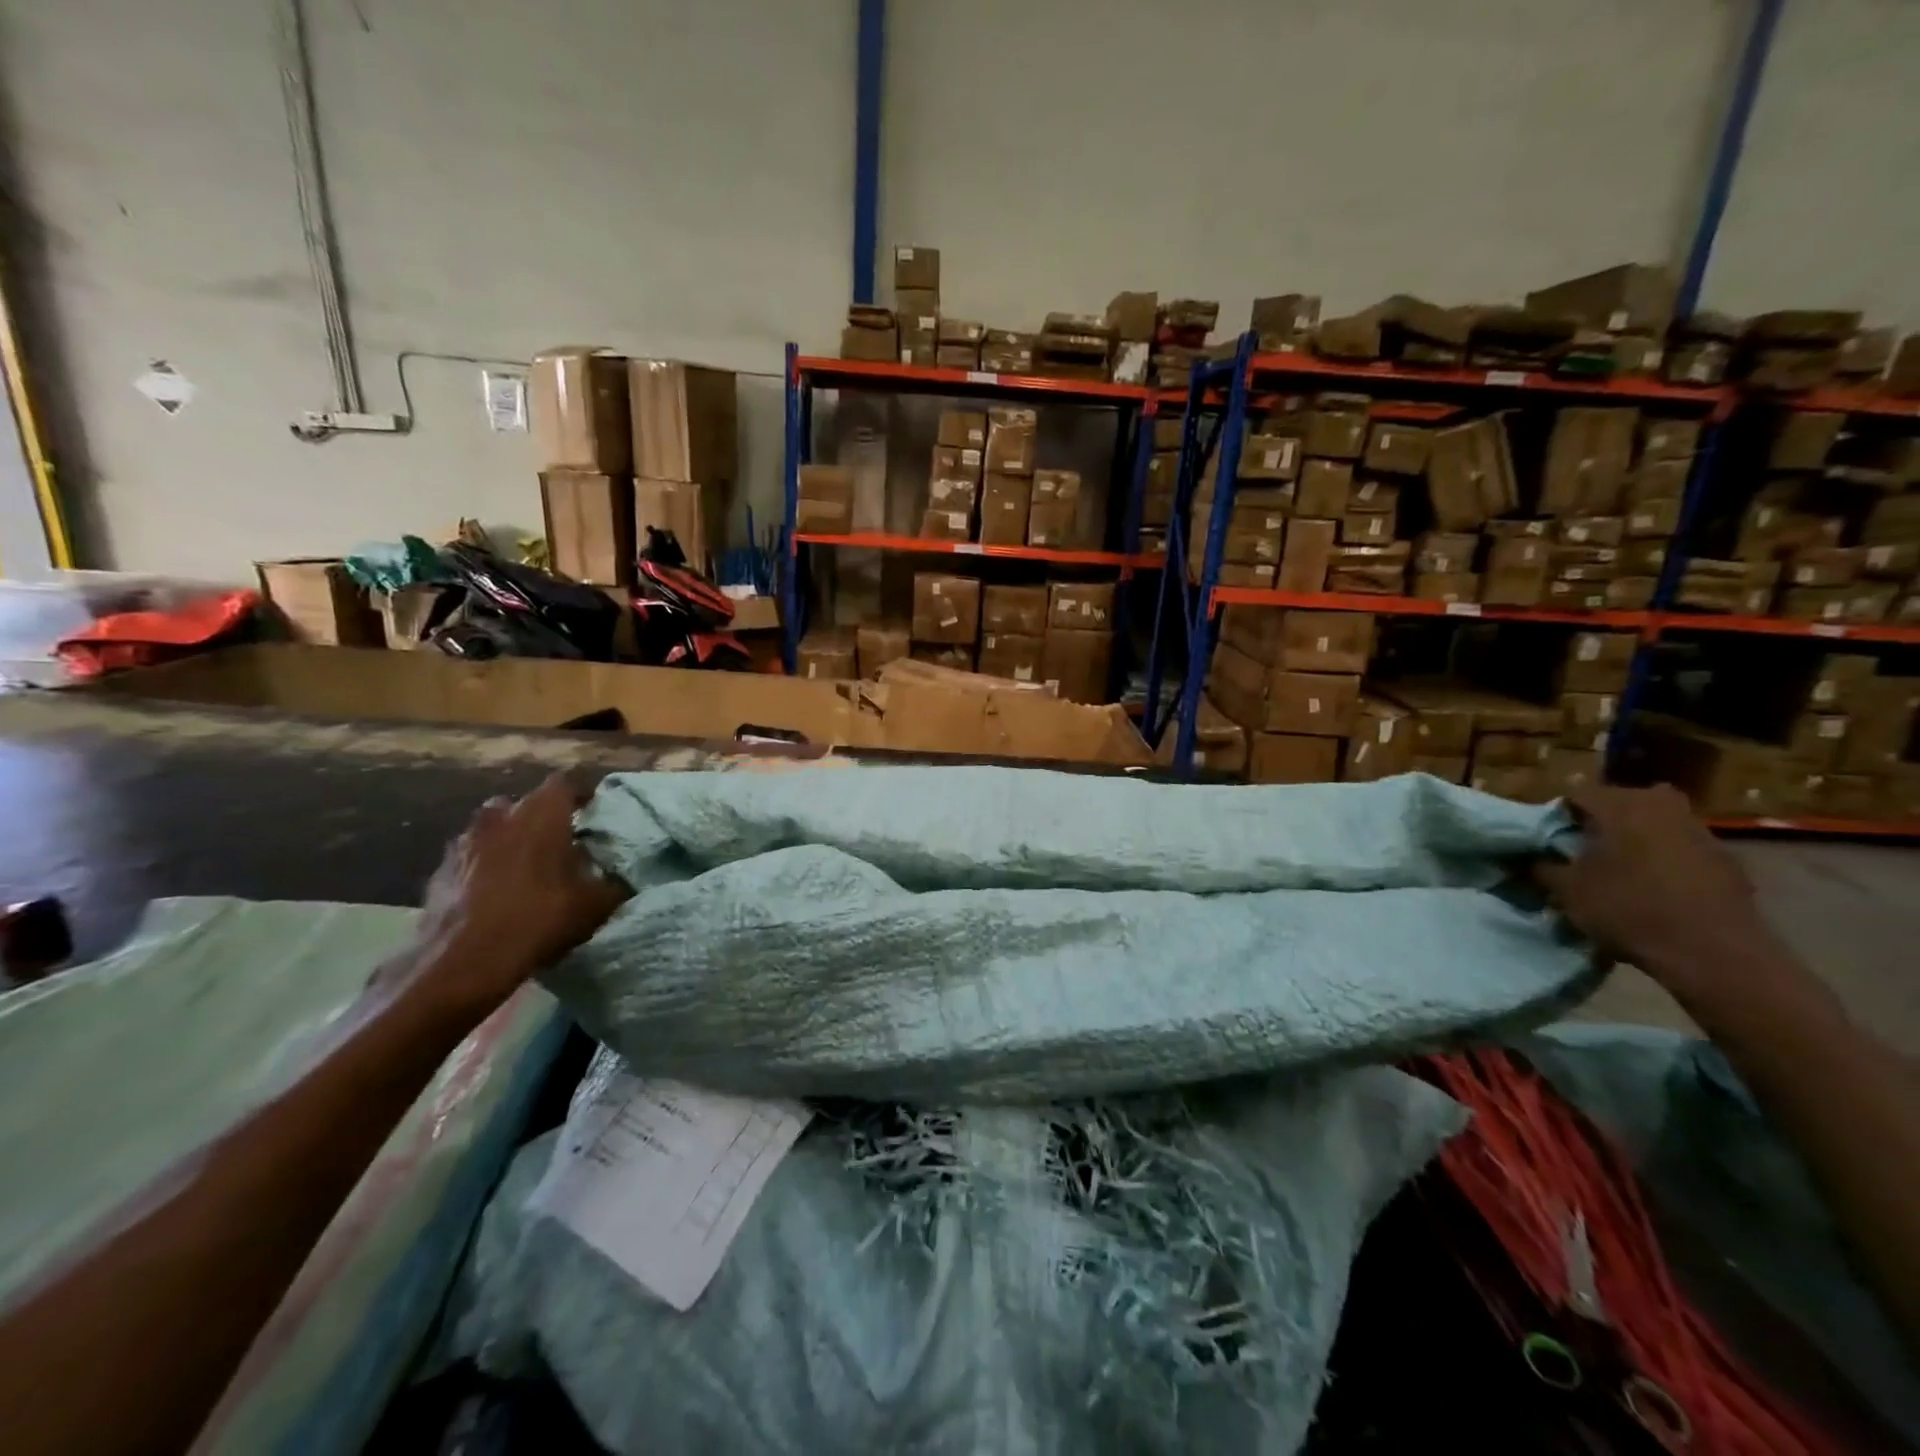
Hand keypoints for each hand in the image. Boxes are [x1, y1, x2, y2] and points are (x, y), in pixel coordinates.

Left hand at [401, 773, 629, 1017]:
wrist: (459, 963)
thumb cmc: (537, 919)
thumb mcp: (595, 905)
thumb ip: (615, 882)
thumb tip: (626, 876)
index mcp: (542, 812)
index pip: (568, 782)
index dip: (584, 794)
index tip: (596, 812)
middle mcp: (501, 815)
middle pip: (528, 803)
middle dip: (544, 818)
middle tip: (563, 843)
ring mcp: (464, 841)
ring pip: (495, 828)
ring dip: (512, 841)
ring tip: (530, 869)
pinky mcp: (439, 870)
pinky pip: (472, 857)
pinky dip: (486, 867)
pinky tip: (497, 894)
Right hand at [1534, 784, 1775, 1006]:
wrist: (1713, 952)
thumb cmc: (1627, 909)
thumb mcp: (1566, 890)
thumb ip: (1540, 867)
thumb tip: (1524, 858)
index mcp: (1620, 804)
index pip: (1574, 796)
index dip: (1557, 819)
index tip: (1549, 843)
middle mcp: (1662, 805)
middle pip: (1619, 806)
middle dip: (1600, 825)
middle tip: (1583, 854)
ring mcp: (1701, 830)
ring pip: (1653, 826)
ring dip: (1635, 842)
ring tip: (1619, 875)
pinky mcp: (1727, 860)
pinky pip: (1681, 850)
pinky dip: (1665, 863)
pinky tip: (1656, 892)